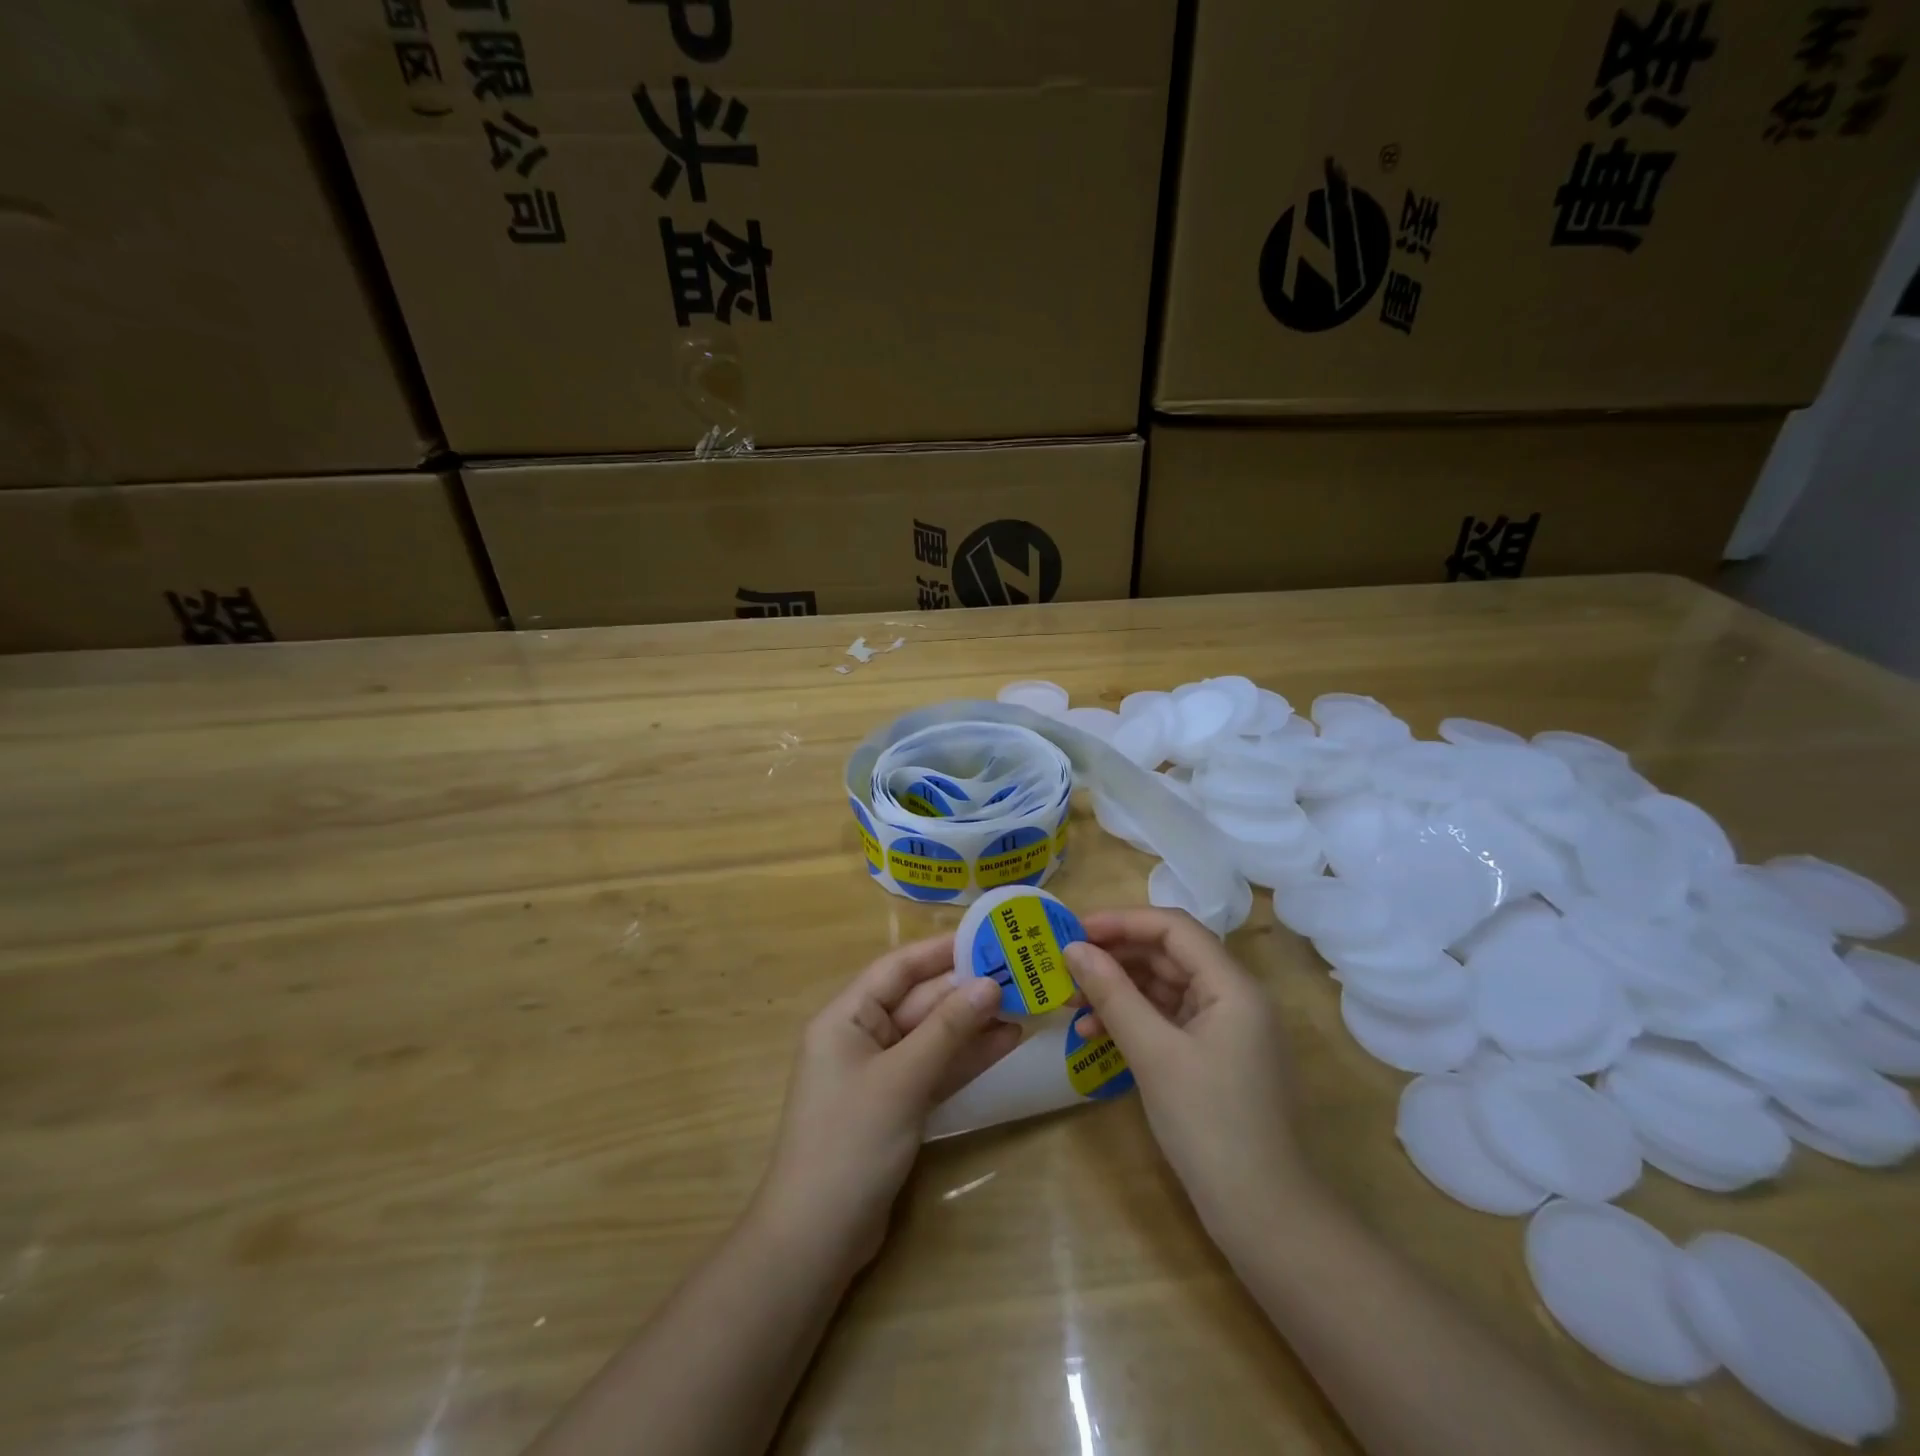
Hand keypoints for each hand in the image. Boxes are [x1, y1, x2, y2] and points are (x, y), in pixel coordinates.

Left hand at [755, 936, 1022, 1276]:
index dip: (940, 950)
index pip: (897, 968)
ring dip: (972, 1024)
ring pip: (931, 1036)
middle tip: (1018, 974)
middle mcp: (860, 1037)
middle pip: (918, 1002)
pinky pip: (934, 1069)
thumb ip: (947, 1030)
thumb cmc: (850, 1142)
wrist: (816, 1238)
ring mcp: (879, 1074)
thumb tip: (989, 984)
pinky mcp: (895, 1106)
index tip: (985, 936)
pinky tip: (1004, 1044)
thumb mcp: (902, 1078)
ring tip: (1022, 1006)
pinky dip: (965, 1058)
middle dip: (965, 990)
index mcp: (845, 1017)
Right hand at [1066, 908, 1312, 1242]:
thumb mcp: (1154, 1053)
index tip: (1074, 931)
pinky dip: (1131, 1021)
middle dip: (1114, 957)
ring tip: (1070, 1004)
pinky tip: (1094, 1035)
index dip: (1121, 921)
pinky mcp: (1212, 1057)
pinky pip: (1166, 1020)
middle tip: (1064, 968)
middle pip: (1167, 955)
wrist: (1264, 1216)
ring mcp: (1224, 1029)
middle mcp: (1232, 997)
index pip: (1172, 928)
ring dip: (1117, 991)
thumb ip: (1113, 994)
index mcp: (1231, 985)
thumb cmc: (1210, 1124)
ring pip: (1163, 988)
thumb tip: (1073, 949)